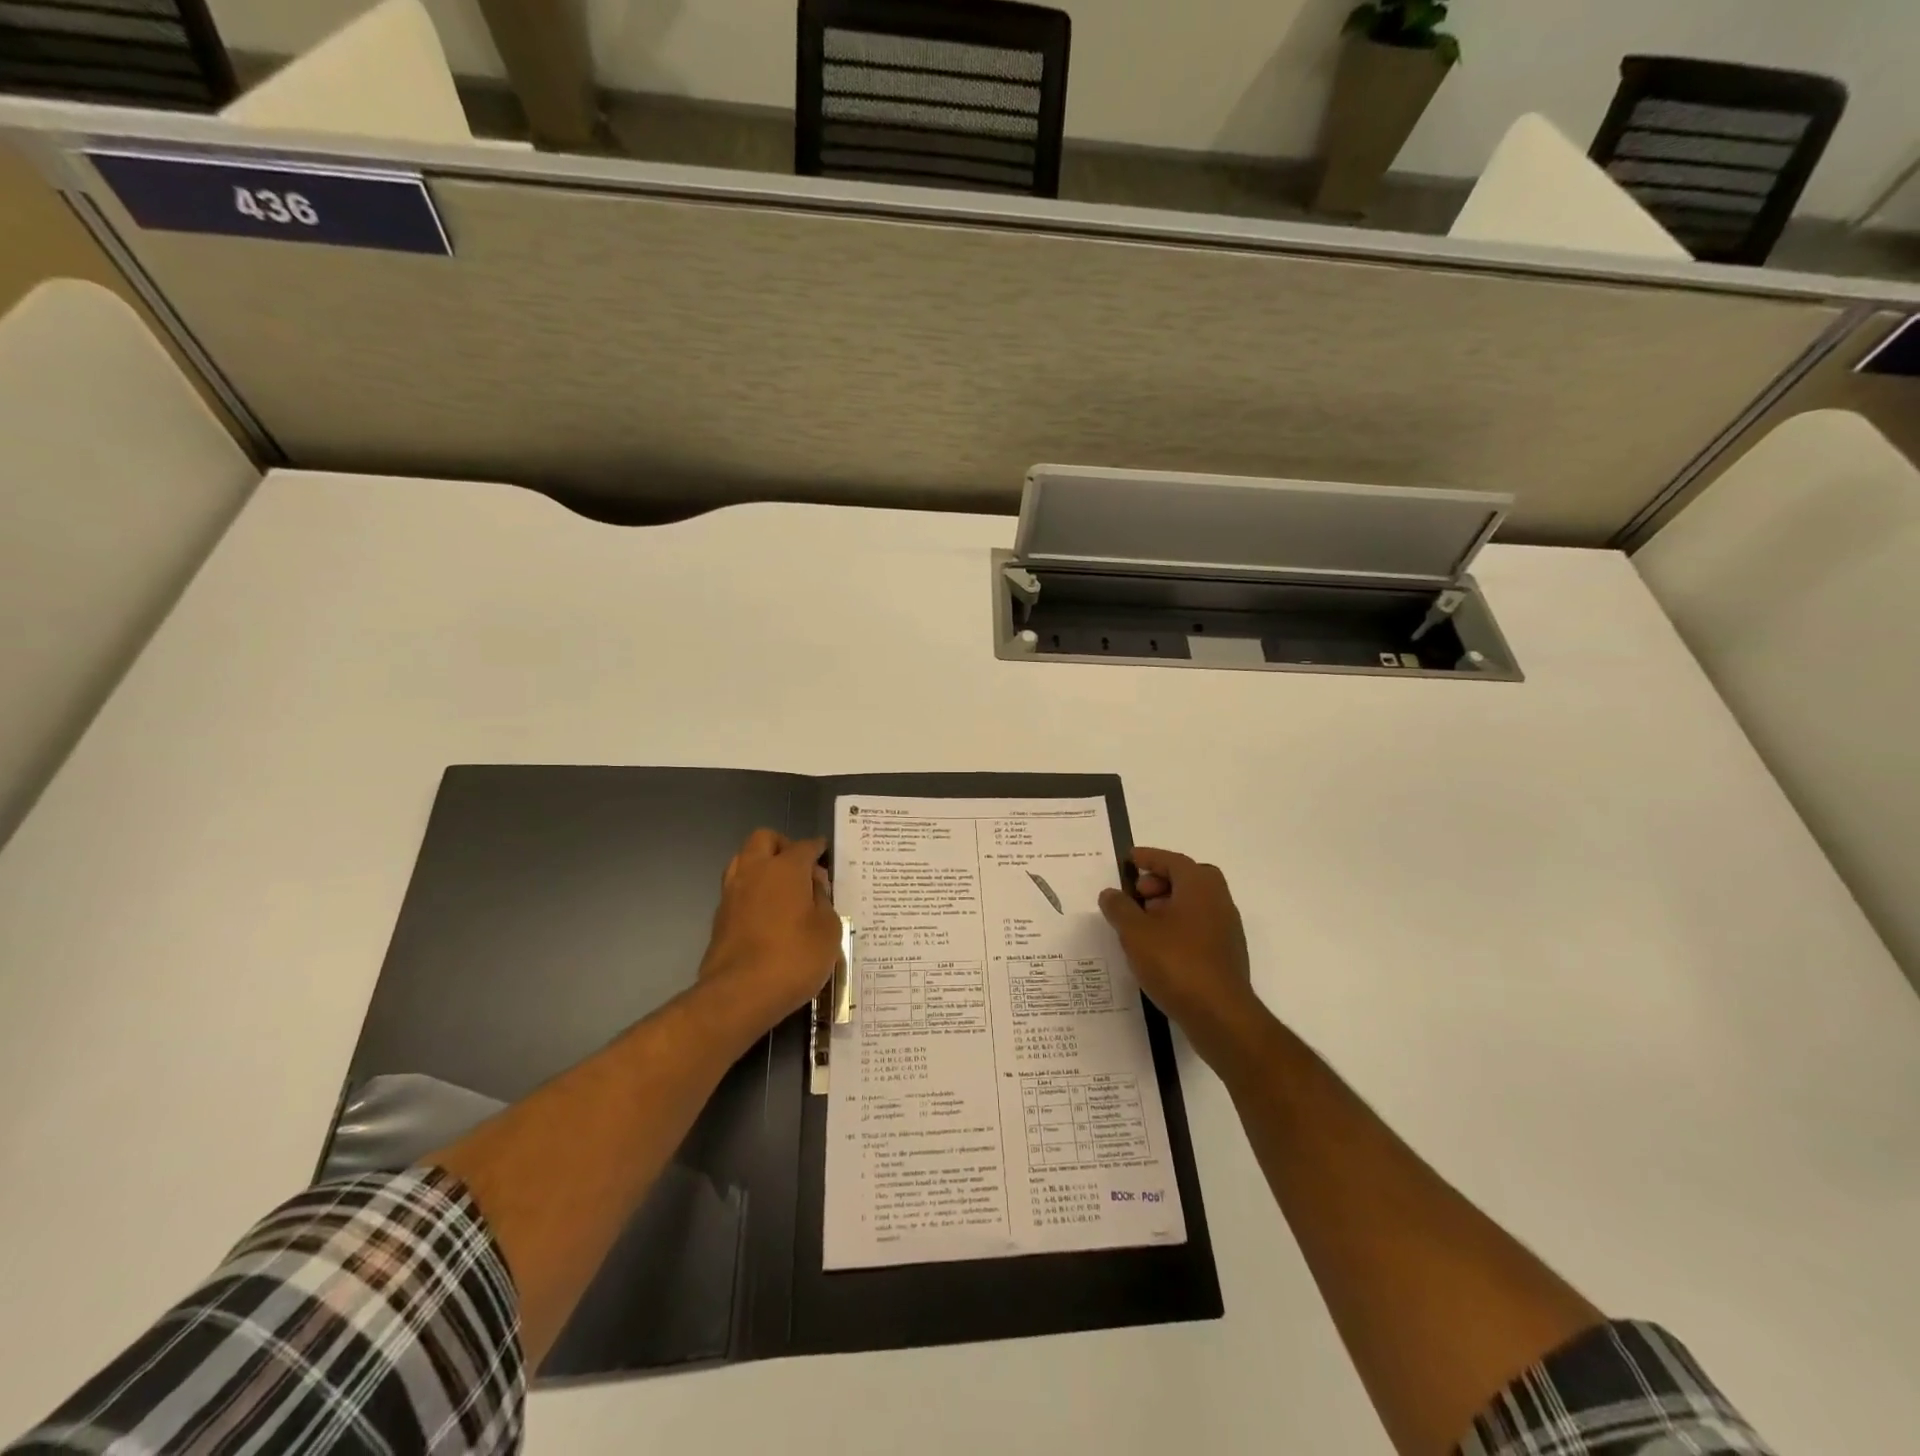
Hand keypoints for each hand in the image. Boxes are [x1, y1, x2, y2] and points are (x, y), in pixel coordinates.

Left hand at [697, 830, 841, 1034]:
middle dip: (783, 846)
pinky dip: (752, 891)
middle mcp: (755, 871)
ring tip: (782, 889)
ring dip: (762, 866)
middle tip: (801, 868)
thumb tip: (813, 888)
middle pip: (764, 839)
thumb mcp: (828, 930)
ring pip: (744, 860)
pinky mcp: (719, 917)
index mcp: (785, 868)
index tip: (825, 854)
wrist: (739, 995)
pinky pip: (737, 889)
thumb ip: (824, 902)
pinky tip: (767, 912)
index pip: (804, 846)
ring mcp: (732, 893)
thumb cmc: (794, 958)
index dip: (817, 848)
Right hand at [1100, 847, 1262, 1064]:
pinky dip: (1177, 927)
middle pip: (1189, 879)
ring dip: (1168, 906)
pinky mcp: (1226, 955)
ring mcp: (1226, 930)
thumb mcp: (1136, 932)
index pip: (1173, 861)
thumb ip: (1119, 908)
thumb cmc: (1176, 963)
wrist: (1221, 1016)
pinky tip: (1157, 948)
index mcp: (1200, 887)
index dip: (1149, 857)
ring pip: (1195, 905)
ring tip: (1140, 924)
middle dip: (1161, 881)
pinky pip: (1198, 927)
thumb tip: (1111, 893)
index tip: (1130, 859)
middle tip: (1137, 894)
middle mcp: (1218, 901)